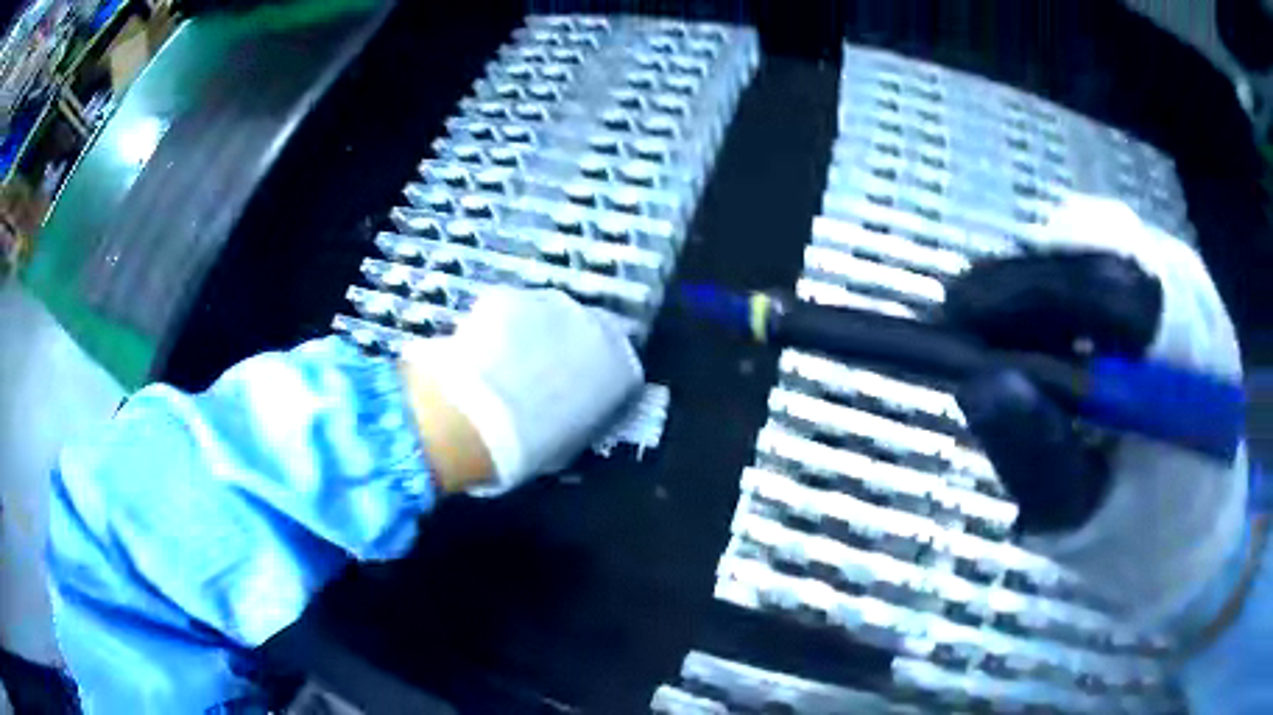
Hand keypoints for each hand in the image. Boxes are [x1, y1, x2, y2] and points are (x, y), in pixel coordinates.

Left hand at [400, 289, 643, 495]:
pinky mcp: (511, 294)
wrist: (476, 422)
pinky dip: (499, 323)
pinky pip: (509, 308)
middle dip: (569, 344)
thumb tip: (576, 409)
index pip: (622, 367)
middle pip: (589, 328)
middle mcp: (599, 327)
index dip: (597, 376)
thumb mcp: (573, 441)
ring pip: (548, 312)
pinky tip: (481, 349)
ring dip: (534, 329)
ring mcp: (554, 303)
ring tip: (507, 358)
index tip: (580, 388)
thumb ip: (585, 414)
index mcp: (622, 371)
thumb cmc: (531, 448)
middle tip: (540, 369)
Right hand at [944, 196, 1246, 623]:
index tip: (956, 316)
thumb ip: (1037, 453)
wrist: (1207, 543)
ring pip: (1105, 235)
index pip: (1094, 282)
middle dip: (1029, 275)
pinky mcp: (1191, 291)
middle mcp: (1194, 298)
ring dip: (1054, 273)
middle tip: (986, 329)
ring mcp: (1197, 285)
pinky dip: (1081, 276)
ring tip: (1027, 334)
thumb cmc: (1146, 548)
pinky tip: (1073, 331)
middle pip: (1094, 236)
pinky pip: (1122, 252)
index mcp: (1181, 359)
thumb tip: (978, 380)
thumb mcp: (1082, 522)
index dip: (1018, 287)